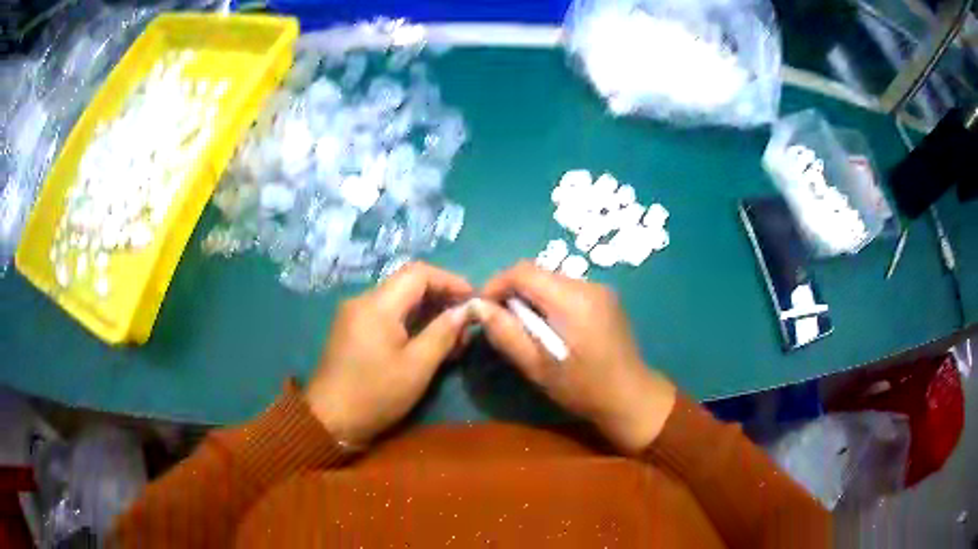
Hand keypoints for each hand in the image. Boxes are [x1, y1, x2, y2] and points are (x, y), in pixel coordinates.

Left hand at [306, 262, 472, 446]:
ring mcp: (354, 315)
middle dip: (440, 297)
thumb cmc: (375, 394)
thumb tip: (465, 311)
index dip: (450, 281)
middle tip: (465, 322)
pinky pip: (386, 315)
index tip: (473, 300)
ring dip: (426, 312)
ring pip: (398, 300)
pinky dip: (409, 322)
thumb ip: (443, 333)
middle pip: (408, 284)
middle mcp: (363, 301)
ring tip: (452, 336)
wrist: (329, 420)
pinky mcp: (352, 330)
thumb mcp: (417, 367)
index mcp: (378, 305)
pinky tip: (427, 342)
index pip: (419, 273)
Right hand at [477, 261, 675, 453]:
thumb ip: (506, 333)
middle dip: (512, 291)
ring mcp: (601, 290)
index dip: (496, 284)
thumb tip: (477, 306)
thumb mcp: (538, 366)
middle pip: (538, 272)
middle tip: (500, 322)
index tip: (482, 309)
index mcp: (572, 300)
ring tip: (524, 328)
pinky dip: (549, 301)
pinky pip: (567, 289)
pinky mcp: (606, 298)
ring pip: (551, 280)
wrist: (631, 397)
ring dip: (531, 297)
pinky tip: (549, 328)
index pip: (523, 272)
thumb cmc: (583, 388)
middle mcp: (588, 285)